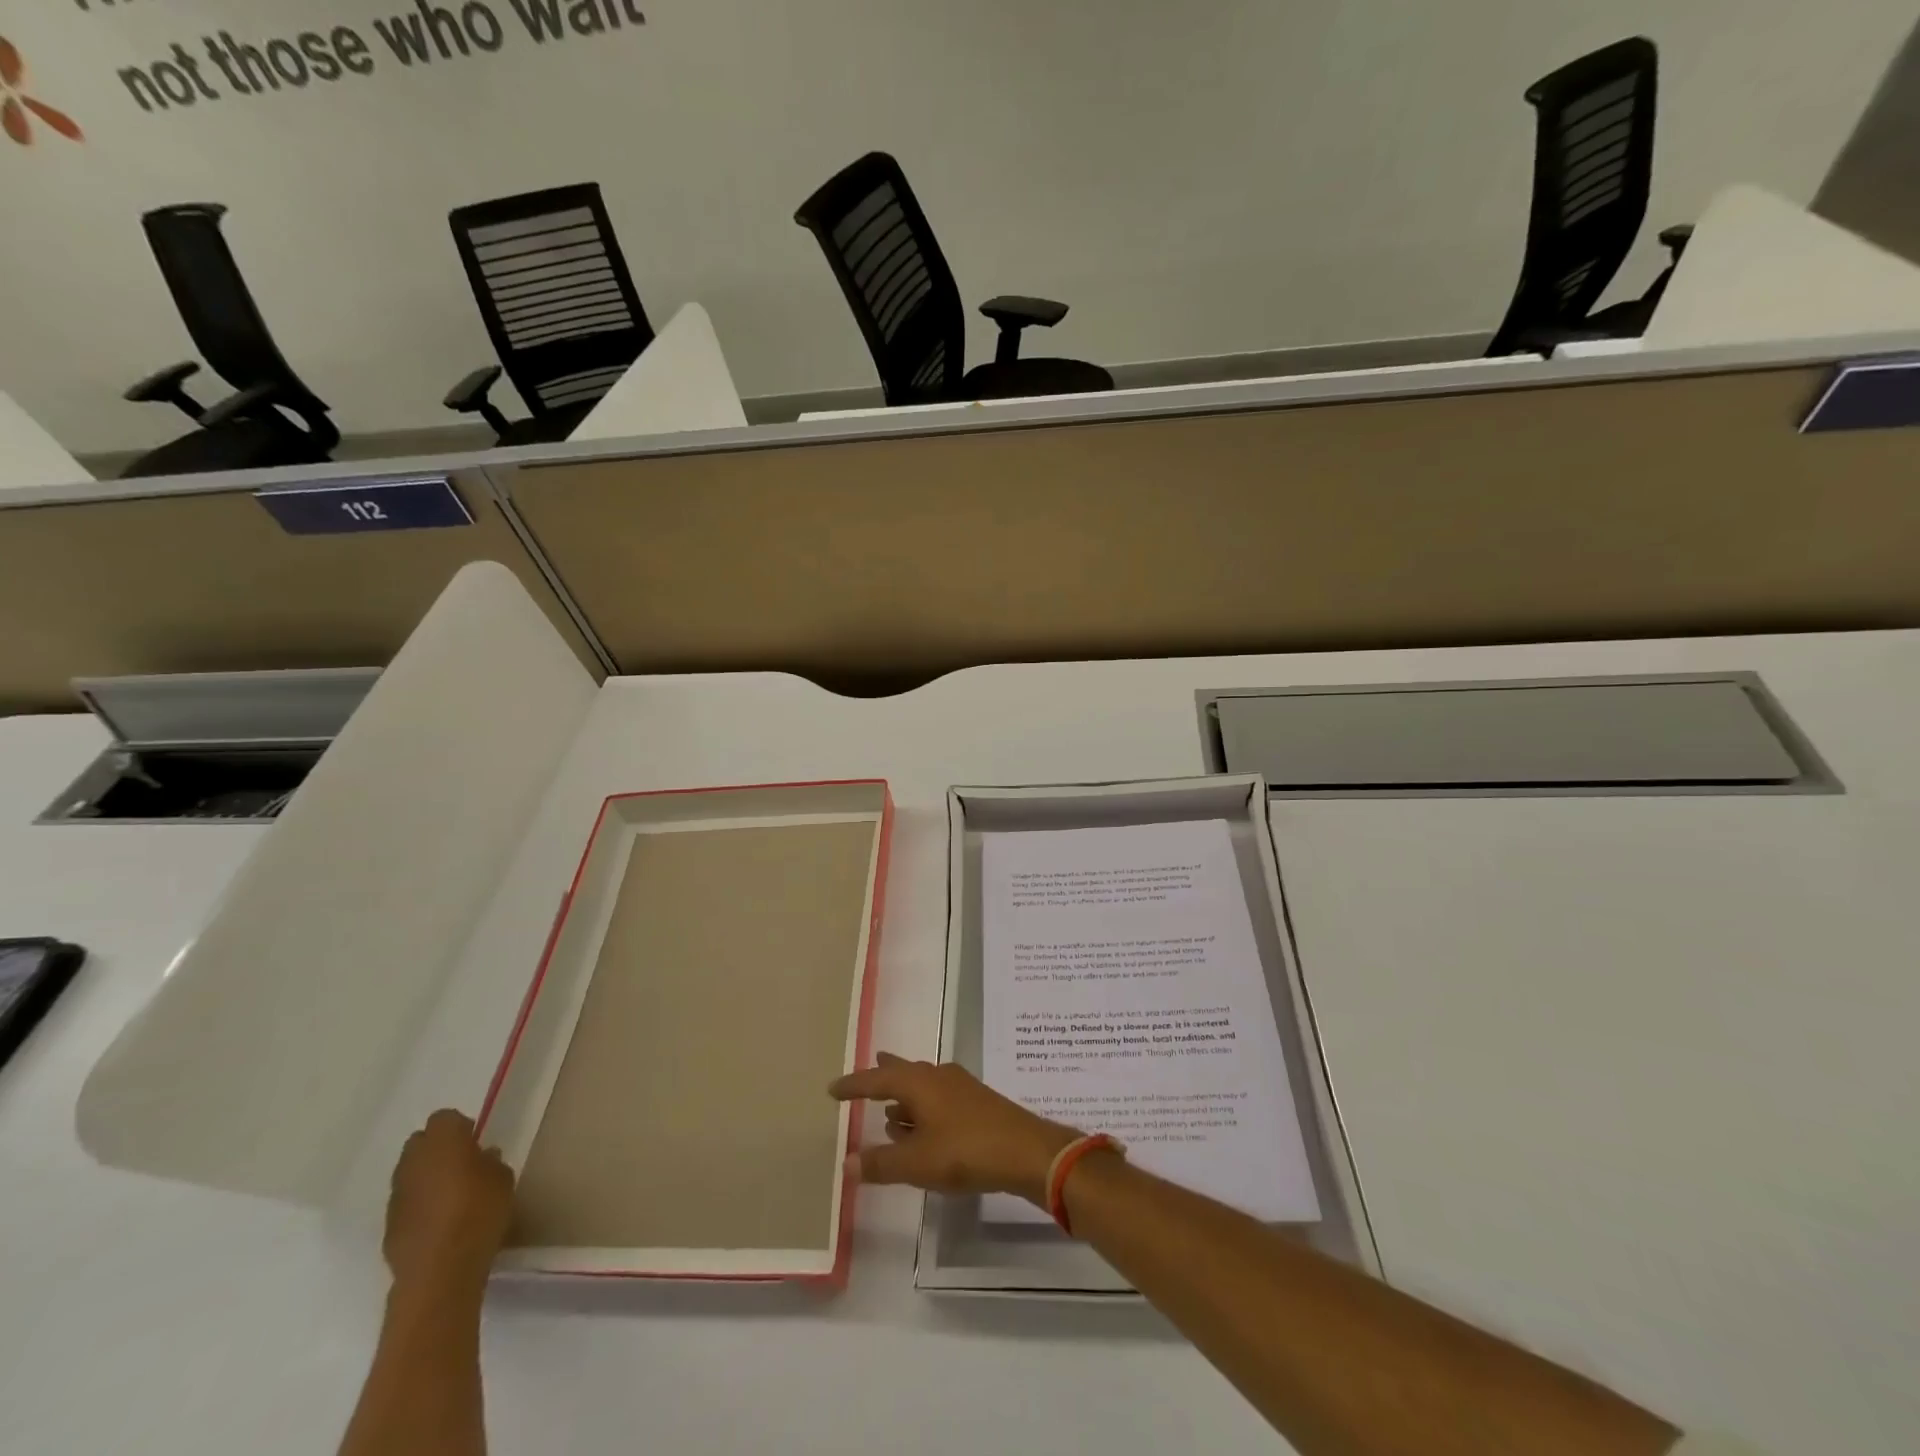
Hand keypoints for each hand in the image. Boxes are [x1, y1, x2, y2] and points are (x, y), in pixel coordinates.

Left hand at [383, 1110, 514, 1297]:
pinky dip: (418, 1205)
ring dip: (426, 1177)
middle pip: (419, 1143)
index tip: (475, 1140)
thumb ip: (490, 1161)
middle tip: (462, 1164)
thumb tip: (482, 1157)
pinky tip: (438, 1221)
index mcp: (443, 1142)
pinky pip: (405, 1202)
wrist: (440, 1271)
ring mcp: (396, 1196)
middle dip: (437, 1149)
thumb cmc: (479, 1212)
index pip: (444, 1118)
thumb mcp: (502, 1178)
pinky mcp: (388, 1226)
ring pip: (409, 1174)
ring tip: (451, 1195)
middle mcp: (412, 1163)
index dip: (460, 1127)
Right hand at [829, 1052, 1079, 1205]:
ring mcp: (959, 1087)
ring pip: (922, 1087)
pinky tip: (922, 1129)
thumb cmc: (965, 1151)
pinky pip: (937, 1100)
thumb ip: (881, 1163)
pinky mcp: (975, 1104)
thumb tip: (848, 1163)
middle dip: (882, 1077)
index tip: (833, 1089)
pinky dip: (922, 1111)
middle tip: (866, 1075)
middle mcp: (937, 1076)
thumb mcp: (917, 1163)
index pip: (876, 1079)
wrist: (1025, 1150)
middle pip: (902, 1073)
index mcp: (918, 1082)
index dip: (854, 1085)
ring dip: (904, 1098)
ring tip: (889, 1111)